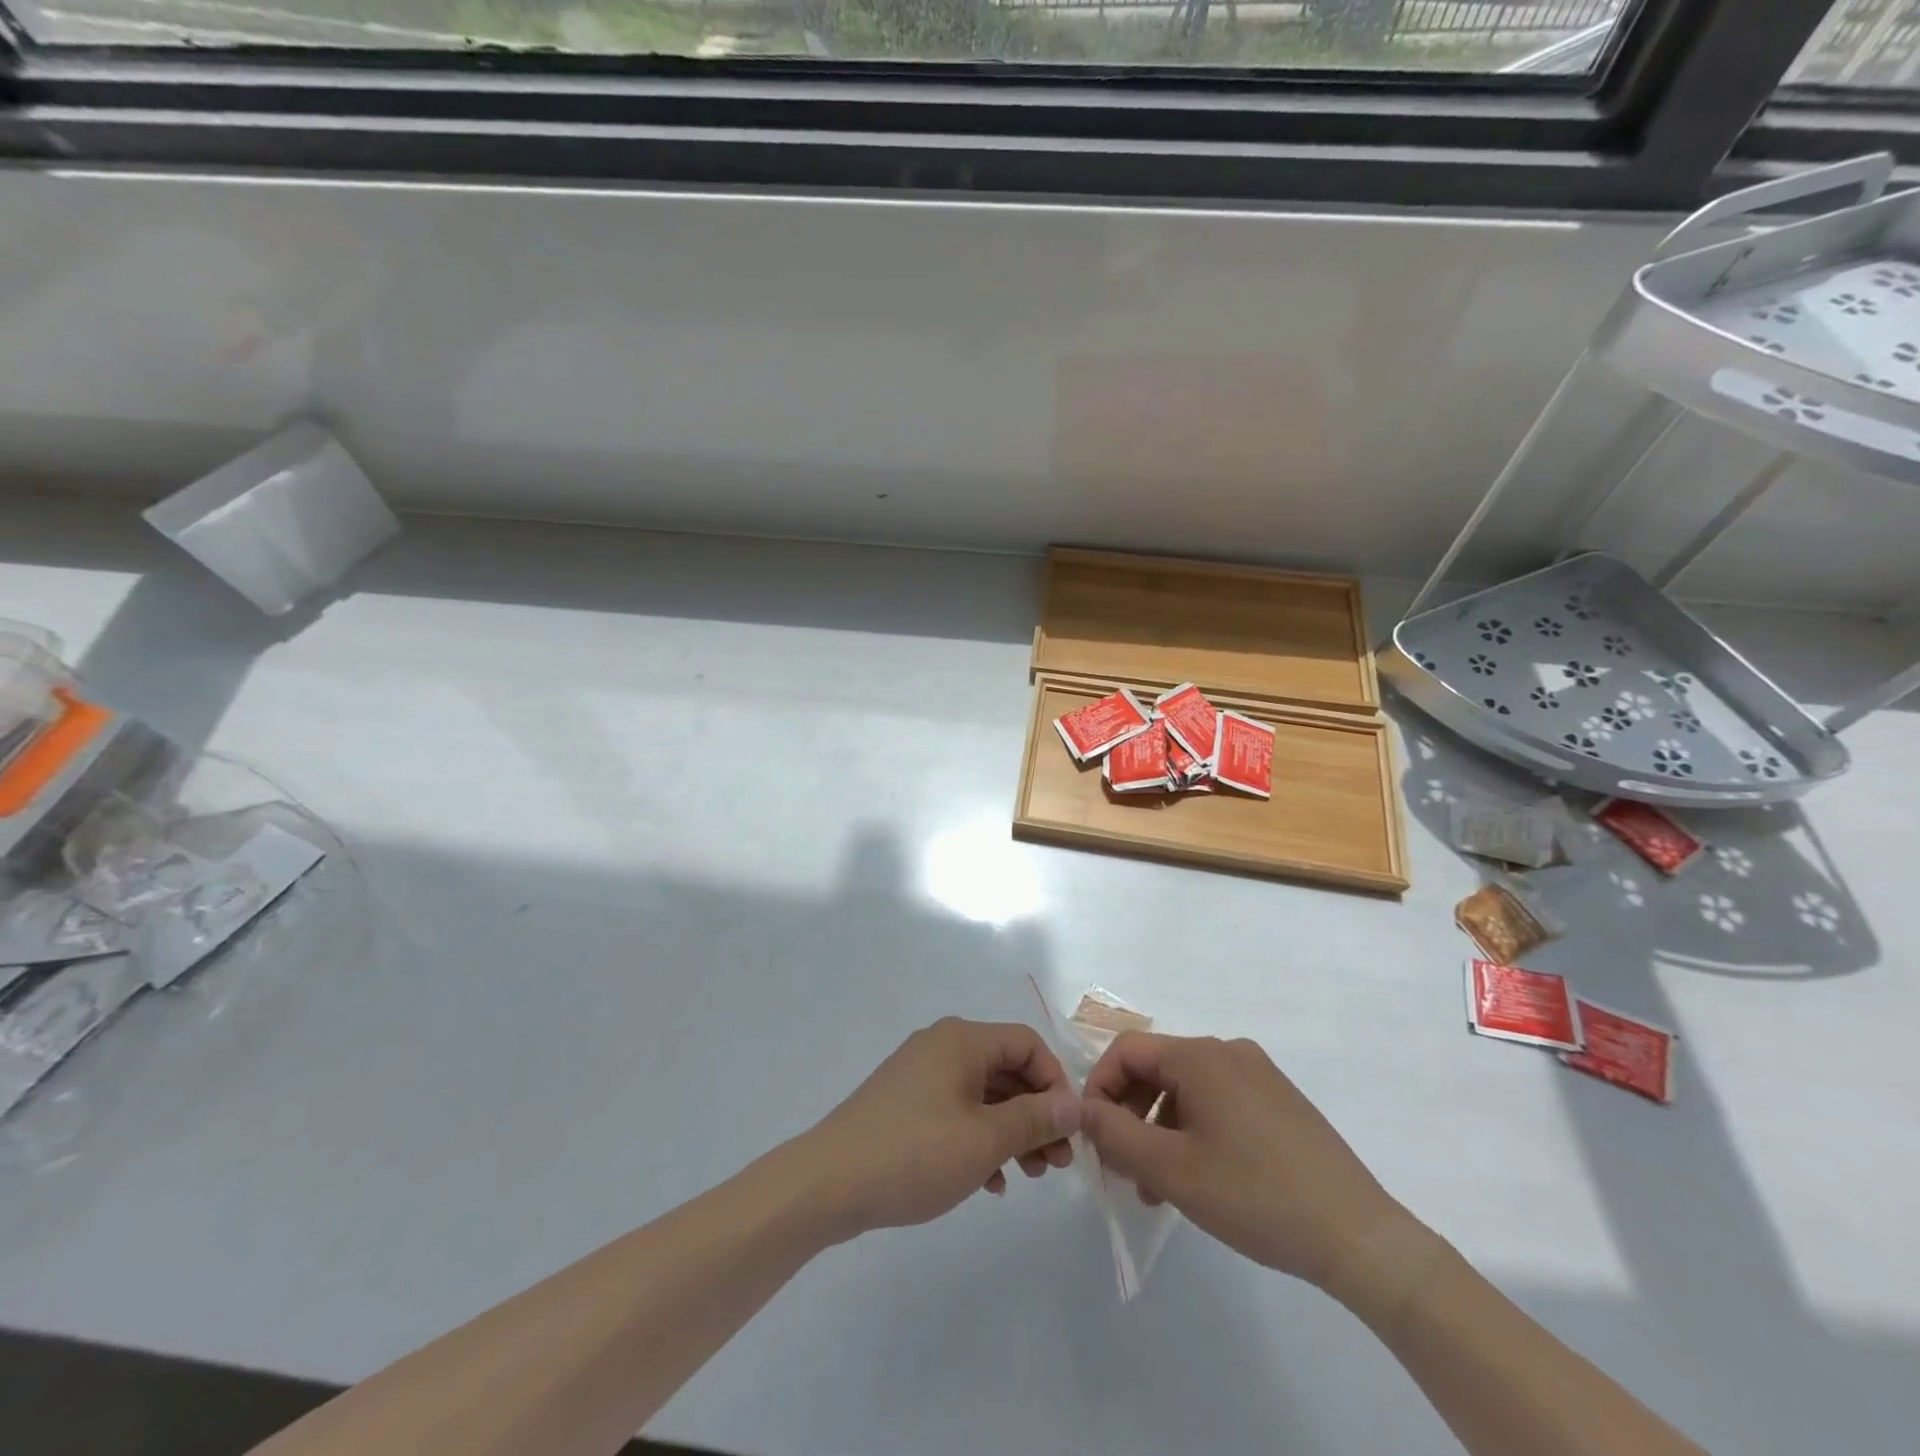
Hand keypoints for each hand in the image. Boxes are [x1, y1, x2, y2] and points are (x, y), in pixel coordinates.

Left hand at [802, 1018, 1080, 1241]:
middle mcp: (943, 1045)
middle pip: (1006, 1068)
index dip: (1055, 1082)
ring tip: (1030, 1175)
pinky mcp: (905, 1102)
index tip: (1069, 1130)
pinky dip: (980, 1137)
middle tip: (1057, 1163)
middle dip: (1037, 1113)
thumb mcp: (985, 1139)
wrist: (829, 1182)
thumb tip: (1074, 1104)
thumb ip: (1035, 1118)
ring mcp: (921, 1073)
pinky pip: (957, 1110)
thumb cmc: (915, 1153)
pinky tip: (990, 1181)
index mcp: (962, 1040)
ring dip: (1012, 1130)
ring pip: (983, 1093)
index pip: (1027, 1043)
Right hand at [1081, 1033, 1413, 1297]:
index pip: (1127, 1051)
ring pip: (1187, 1089)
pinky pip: (1218, 1102)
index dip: (1099, 1087)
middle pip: (1157, 1069)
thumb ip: (1116, 1134)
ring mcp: (1259, 1074)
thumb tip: (1084, 1110)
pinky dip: (1194, 1131)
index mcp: (1201, 1056)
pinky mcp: (1280, 1101)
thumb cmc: (1255, 1195)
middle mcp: (1228, 1052)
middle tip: (1121, 1167)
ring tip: (1157, 1188)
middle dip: (1130, 1114)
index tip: (1092, 1135)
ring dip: (1161, 1129)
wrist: (1358, 1236)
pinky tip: (1200, 1179)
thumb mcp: (1171, 1170)